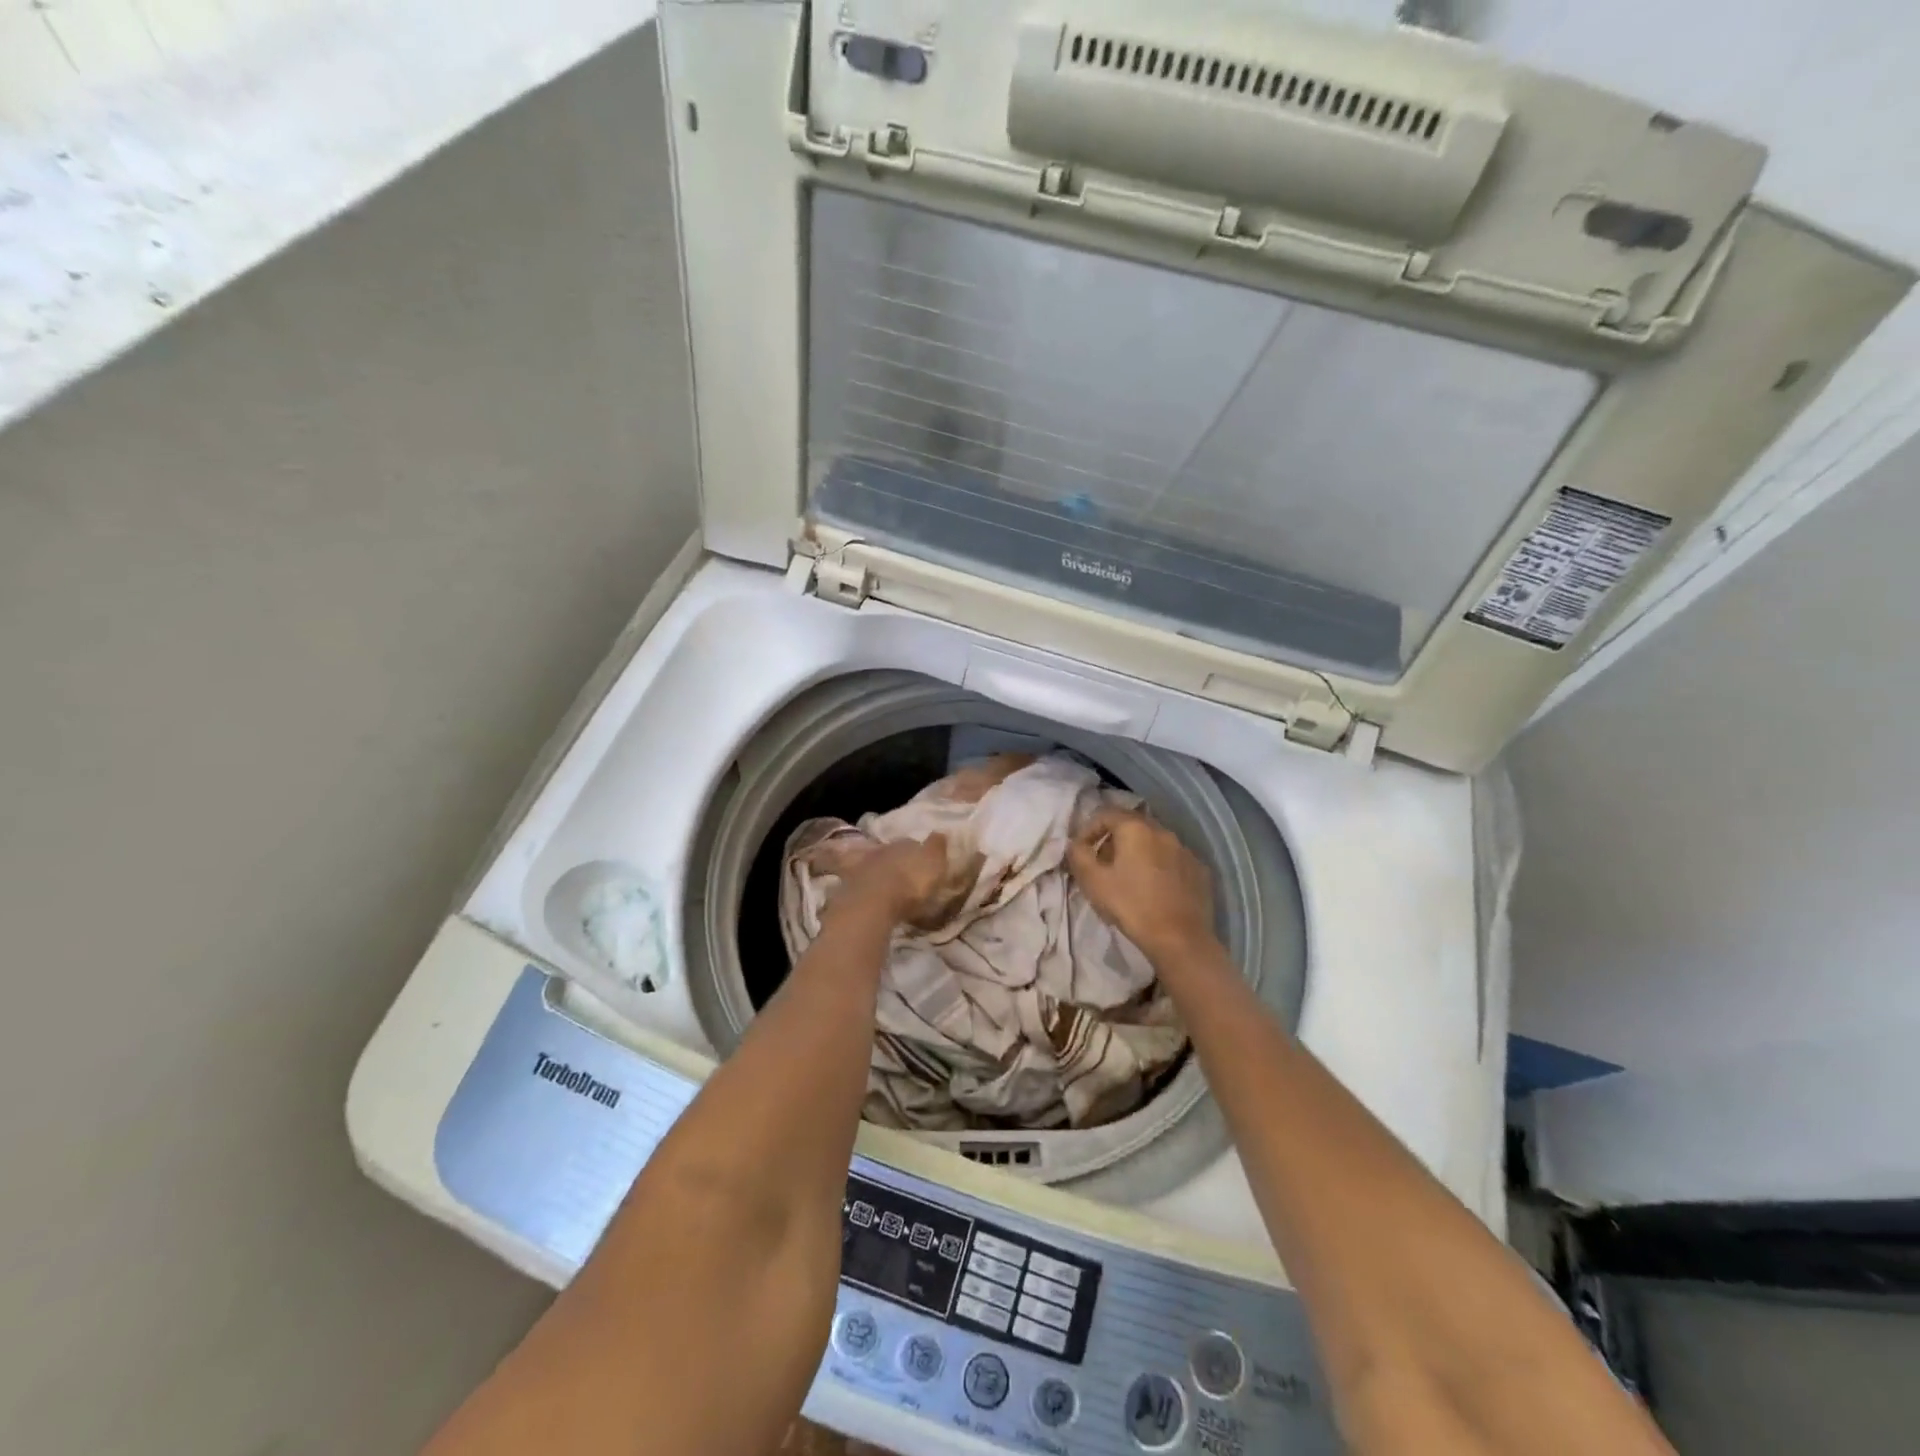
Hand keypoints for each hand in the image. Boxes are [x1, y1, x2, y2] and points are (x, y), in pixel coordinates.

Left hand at [813, 833, 977, 929]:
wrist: (872, 902)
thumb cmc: (911, 884)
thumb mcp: (934, 864)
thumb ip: (937, 848)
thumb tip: (941, 830)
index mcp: (905, 844)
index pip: (912, 843)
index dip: (917, 852)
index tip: (921, 862)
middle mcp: (882, 849)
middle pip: (891, 853)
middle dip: (896, 861)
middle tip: (902, 873)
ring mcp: (862, 866)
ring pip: (872, 865)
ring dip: (878, 873)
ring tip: (886, 886)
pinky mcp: (848, 885)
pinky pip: (857, 882)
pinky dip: (863, 885)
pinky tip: (868, 894)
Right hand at [1067, 808, 1217, 963]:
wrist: (1179, 939)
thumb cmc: (1131, 906)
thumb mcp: (1093, 881)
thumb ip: (1078, 855)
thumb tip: (1075, 844)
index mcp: (1135, 828)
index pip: (1105, 814)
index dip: (1088, 830)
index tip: (1081, 852)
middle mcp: (1163, 831)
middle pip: (1131, 825)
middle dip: (1113, 841)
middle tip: (1102, 865)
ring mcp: (1185, 850)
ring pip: (1154, 842)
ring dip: (1138, 853)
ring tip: (1129, 878)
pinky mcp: (1200, 870)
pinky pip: (1172, 860)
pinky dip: (1160, 867)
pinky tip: (1155, 889)